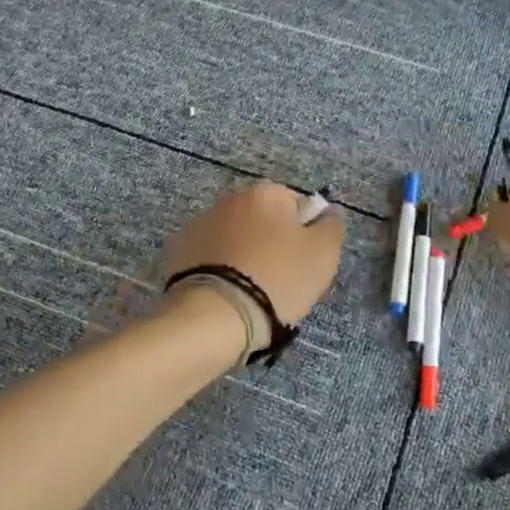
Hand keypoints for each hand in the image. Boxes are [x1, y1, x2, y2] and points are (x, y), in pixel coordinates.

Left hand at [164, 183, 345, 327]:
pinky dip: (216, 269)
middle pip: (262, 220)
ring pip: (233, 238)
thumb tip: (328, 212)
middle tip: (279, 281)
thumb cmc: (278, 280)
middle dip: (270, 243)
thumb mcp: (323, 254)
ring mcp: (199, 223)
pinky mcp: (177, 251)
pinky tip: (223, 293)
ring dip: (241, 255)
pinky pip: (208, 256)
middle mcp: (230, 198)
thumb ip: (332, 226)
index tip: (302, 264)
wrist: (215, 316)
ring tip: (248, 292)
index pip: (295, 206)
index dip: (303, 235)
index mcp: (266, 193)